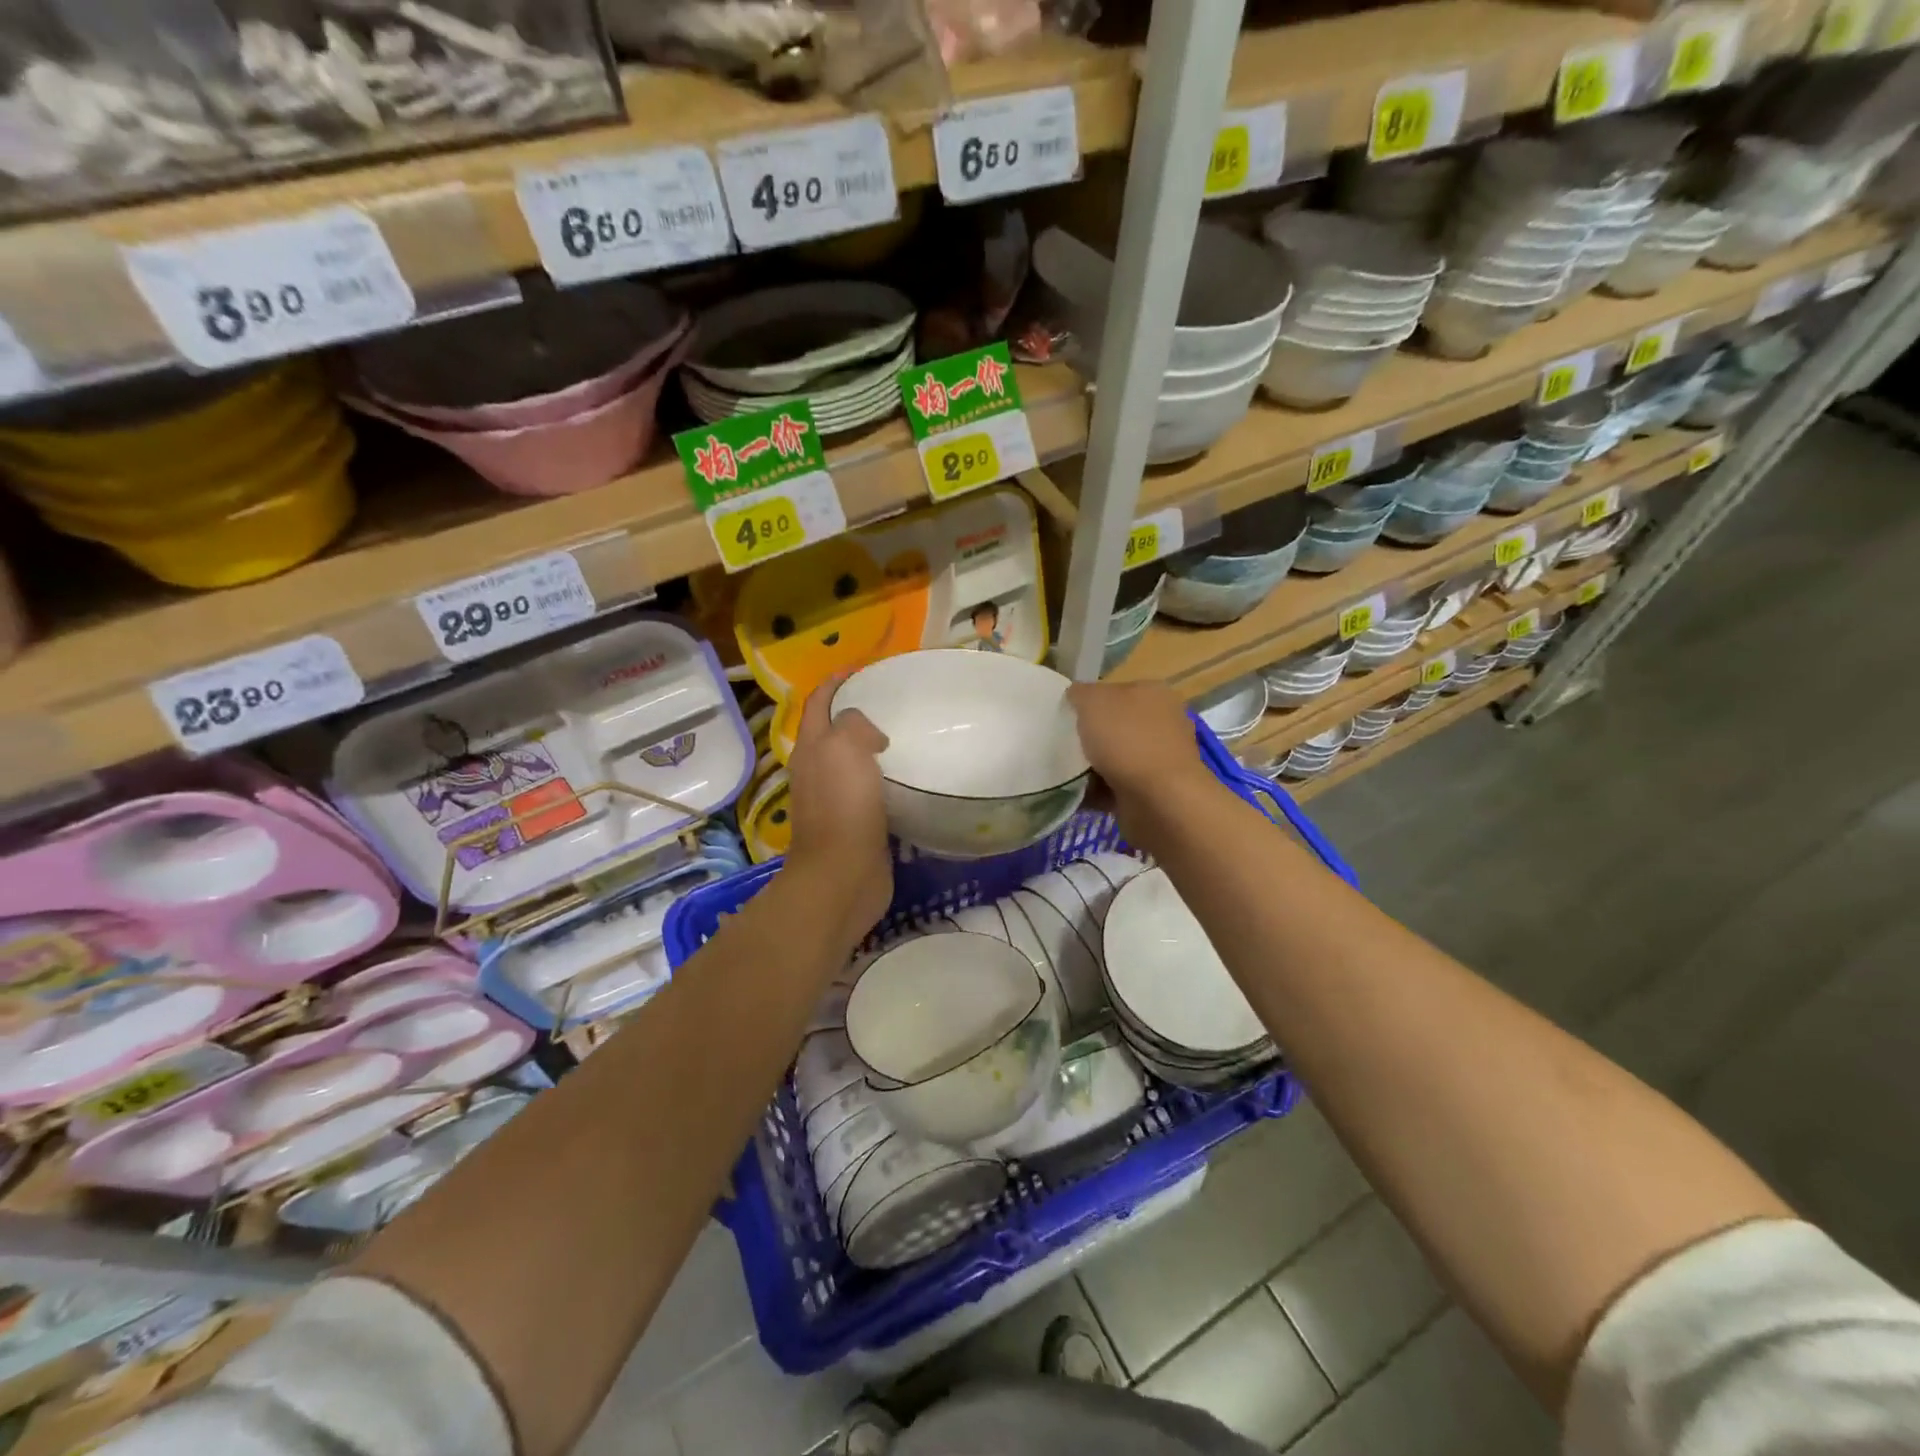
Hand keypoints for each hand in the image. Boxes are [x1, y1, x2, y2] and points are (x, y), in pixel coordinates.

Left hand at [785, 677, 892, 942]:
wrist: (844, 873)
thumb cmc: (843, 806)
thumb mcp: (845, 747)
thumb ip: (855, 724)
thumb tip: (871, 733)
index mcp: (811, 747)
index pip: (818, 702)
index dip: (835, 681)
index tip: (863, 667)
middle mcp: (817, 770)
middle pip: (832, 731)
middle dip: (854, 711)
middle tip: (890, 701)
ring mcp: (834, 798)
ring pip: (851, 761)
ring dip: (870, 746)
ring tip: (904, 734)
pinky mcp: (855, 822)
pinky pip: (869, 789)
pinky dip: (884, 777)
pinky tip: (907, 776)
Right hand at [1067, 681, 1218, 847]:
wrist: (1159, 800)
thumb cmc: (1127, 740)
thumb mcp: (1093, 701)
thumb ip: (1080, 693)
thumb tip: (1076, 695)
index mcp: (1154, 693)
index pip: (1117, 690)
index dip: (1090, 701)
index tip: (1067, 716)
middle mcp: (1163, 723)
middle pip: (1116, 725)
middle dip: (1091, 736)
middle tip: (1062, 744)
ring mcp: (1160, 759)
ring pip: (1115, 758)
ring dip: (1091, 767)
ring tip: (1064, 772)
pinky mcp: (1153, 791)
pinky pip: (1116, 787)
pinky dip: (1097, 792)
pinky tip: (1076, 794)